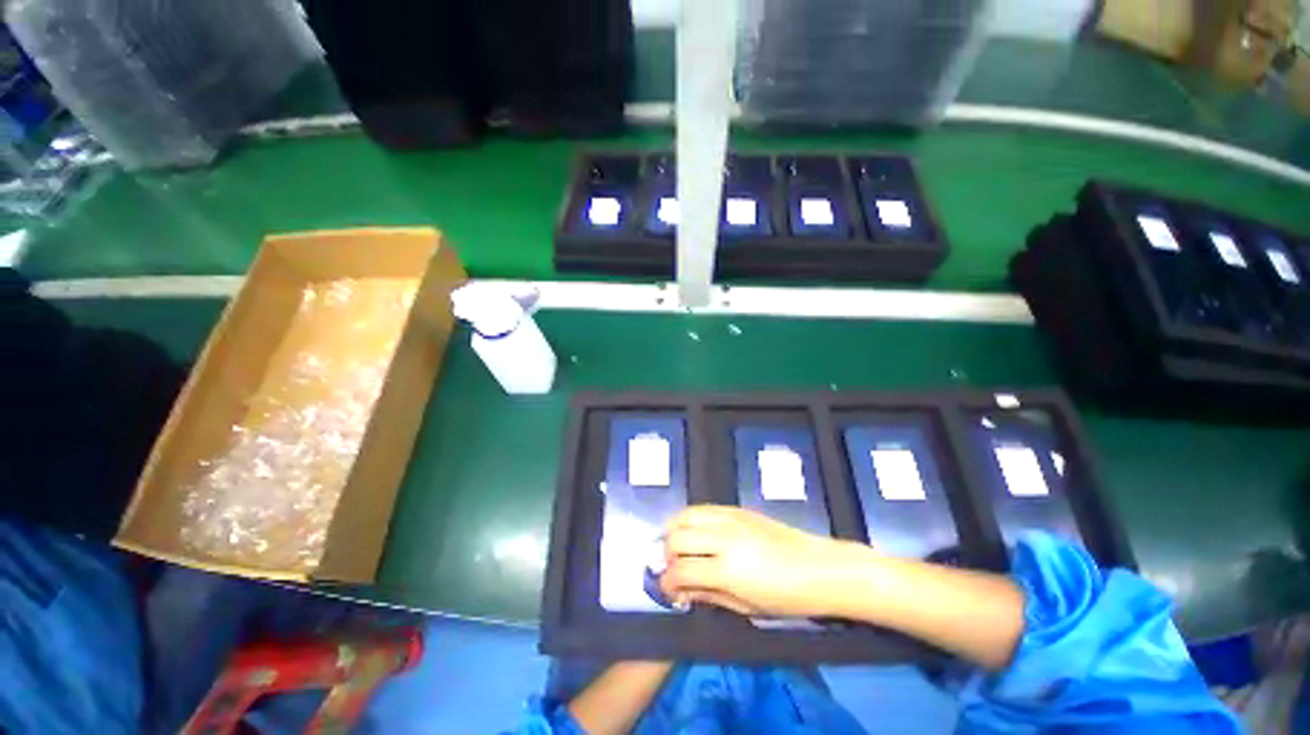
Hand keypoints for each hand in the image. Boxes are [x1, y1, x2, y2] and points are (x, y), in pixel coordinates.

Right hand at [659, 505, 860, 617]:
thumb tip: (682, 589)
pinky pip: (703, 508)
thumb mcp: (746, 607)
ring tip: (681, 548)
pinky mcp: (736, 508)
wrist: (818, 568)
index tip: (669, 591)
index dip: (667, 584)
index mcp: (726, 568)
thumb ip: (708, 595)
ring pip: (685, 515)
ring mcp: (729, 518)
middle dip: (667, 555)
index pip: (680, 570)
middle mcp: (723, 537)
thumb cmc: (787, 598)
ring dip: (675, 531)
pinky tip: (698, 534)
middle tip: (675, 570)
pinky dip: (691, 519)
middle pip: (676, 537)